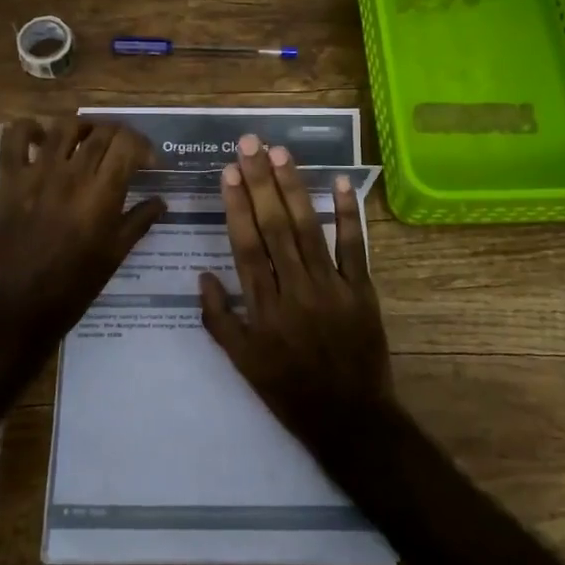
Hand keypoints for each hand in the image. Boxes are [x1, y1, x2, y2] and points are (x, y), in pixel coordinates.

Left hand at [0, 117, 165, 354]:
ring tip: (86, 141)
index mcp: (102, 194)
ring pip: (63, 126)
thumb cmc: (74, 286)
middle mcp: (72, 174)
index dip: (143, 145)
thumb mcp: (116, 255)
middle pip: (101, 131)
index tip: (147, 162)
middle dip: (118, 136)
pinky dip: (28, 129)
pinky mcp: (8, 179)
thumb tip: (161, 201)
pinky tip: (40, 139)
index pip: (128, 143)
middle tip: (121, 152)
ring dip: (81, 127)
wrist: (20, 307)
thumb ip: (140, 221)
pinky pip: (14, 136)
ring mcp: (37, 173)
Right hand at [197, 135, 396, 452]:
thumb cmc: (289, 391)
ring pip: (309, 228)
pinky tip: (341, 182)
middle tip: (251, 144)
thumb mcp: (242, 364)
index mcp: (263, 307)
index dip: (237, 205)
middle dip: (261, 182)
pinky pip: (354, 247)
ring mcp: (332, 286)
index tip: (229, 171)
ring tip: (281, 153)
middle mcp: (295, 289)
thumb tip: (203, 275)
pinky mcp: (361, 290)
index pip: (246, 245)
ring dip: (295, 188)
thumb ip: (219, 319)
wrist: (350, 419)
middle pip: (275, 226)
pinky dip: (348, 214)